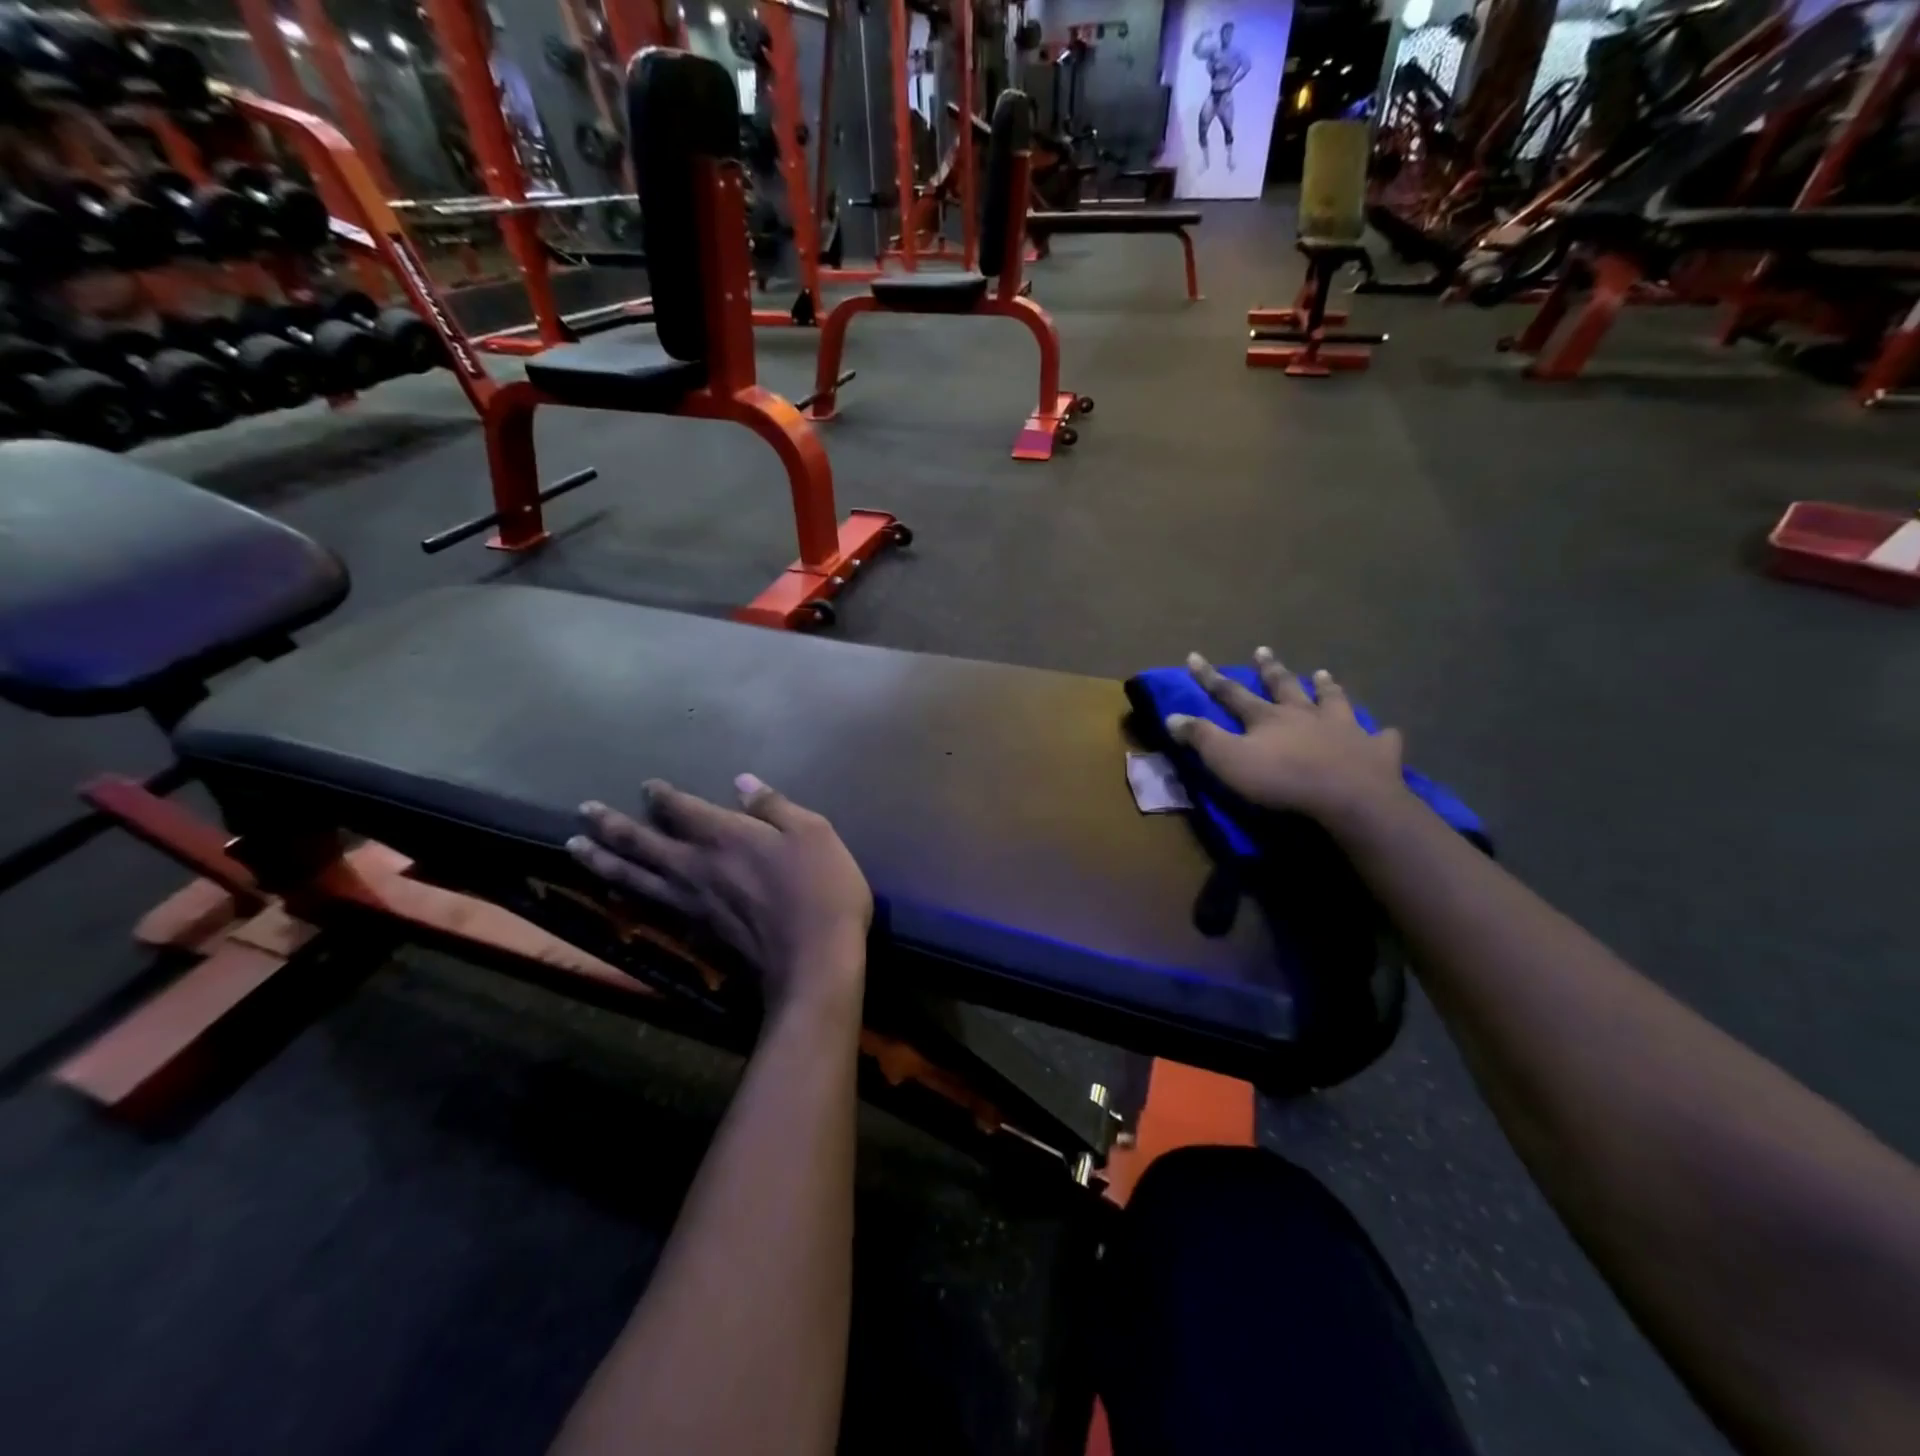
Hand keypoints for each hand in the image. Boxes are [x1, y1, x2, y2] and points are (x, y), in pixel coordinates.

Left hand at [568, 776, 871, 1015]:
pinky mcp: (695, 932)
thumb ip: (774, 807)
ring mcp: (690, 903)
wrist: (813, 961)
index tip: (646, 786)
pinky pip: (649, 907)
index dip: (661, 796)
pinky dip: (626, 896)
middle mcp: (696, 866)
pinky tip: (615, 894)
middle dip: (611, 825)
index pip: (681, 809)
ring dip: (602, 860)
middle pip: (642, 843)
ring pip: (634, 877)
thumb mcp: (812, 833)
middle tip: (583, 812)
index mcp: (725, 836)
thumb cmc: (821, 889)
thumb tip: (741, 782)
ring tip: (575, 848)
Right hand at [1166, 649, 1407, 830]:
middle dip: (1270, 670)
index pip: (1231, 693)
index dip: (1210, 677)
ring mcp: (1344, 729)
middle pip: (1284, 687)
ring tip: (1323, 674)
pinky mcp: (1375, 752)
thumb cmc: (1281, 780)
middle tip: (1263, 651)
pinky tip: (1387, 732)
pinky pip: (1381, 739)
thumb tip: (1171, 716)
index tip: (1194, 657)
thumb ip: (1201, 738)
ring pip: (1333, 701)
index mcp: (1268, 718)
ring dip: (1327, 687)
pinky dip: (1382, 734)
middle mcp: (1305, 714)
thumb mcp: (1228, 760)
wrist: (1348, 798)